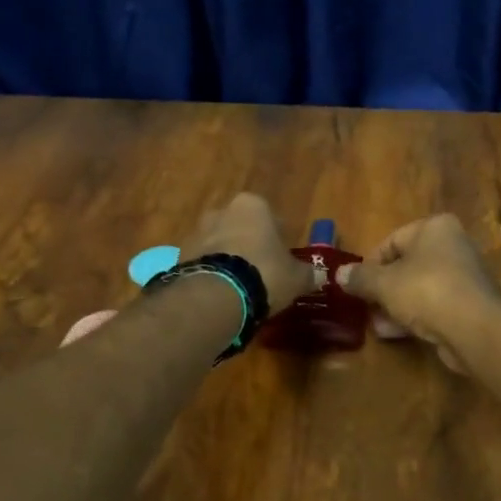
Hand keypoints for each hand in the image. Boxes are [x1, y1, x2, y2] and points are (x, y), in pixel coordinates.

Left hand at [180, 193, 314, 316]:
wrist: (215, 295)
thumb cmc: (264, 273)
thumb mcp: (295, 277)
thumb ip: (308, 274)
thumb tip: (320, 276)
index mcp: (253, 205)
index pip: (270, 216)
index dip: (277, 238)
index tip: (281, 258)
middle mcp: (222, 211)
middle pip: (240, 227)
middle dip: (248, 245)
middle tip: (260, 271)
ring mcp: (197, 232)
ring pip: (218, 244)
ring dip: (227, 259)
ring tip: (239, 287)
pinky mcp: (179, 256)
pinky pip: (202, 262)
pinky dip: (211, 274)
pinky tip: (221, 294)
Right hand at [336, 215, 500, 370]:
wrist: (475, 328)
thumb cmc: (426, 290)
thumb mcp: (384, 283)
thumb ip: (360, 278)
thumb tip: (338, 274)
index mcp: (435, 228)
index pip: (392, 240)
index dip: (370, 263)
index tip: (356, 284)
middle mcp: (452, 245)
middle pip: (406, 265)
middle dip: (382, 288)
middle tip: (364, 306)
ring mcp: (462, 276)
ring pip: (419, 287)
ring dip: (395, 305)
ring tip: (375, 324)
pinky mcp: (467, 304)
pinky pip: (433, 306)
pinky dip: (413, 316)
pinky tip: (394, 333)